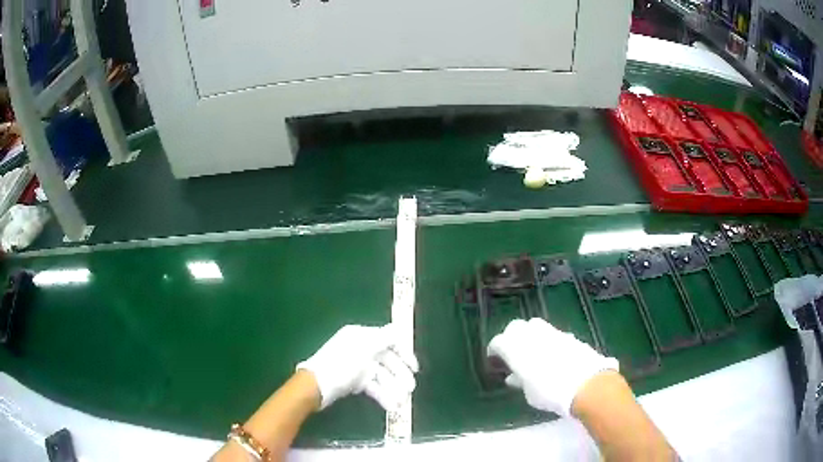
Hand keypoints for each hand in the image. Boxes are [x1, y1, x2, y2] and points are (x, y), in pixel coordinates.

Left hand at [296, 324, 417, 410]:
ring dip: (393, 388)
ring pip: (381, 376)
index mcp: (362, 336)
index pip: (389, 340)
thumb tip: (399, 328)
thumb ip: (384, 338)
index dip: (404, 353)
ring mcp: (357, 366)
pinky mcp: (353, 382)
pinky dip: (382, 395)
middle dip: (400, 375)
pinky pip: (372, 386)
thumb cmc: (341, 365)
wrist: (316, 387)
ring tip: (401, 402)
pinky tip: (391, 405)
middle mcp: (360, 349)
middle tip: (410, 389)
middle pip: (387, 360)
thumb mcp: (364, 348)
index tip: (415, 368)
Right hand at [487, 318, 617, 415]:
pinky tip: (550, 353)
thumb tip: (514, 376)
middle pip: (515, 327)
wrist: (586, 384)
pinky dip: (546, 339)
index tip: (494, 358)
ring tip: (532, 350)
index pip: (498, 341)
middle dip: (511, 336)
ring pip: (534, 325)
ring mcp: (551, 332)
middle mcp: (531, 335)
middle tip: (511, 351)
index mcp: (516, 349)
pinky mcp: (567, 334)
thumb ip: (520, 380)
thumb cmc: (551, 393)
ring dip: (529, 335)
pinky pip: (551, 333)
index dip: (494, 349)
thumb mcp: (529, 393)